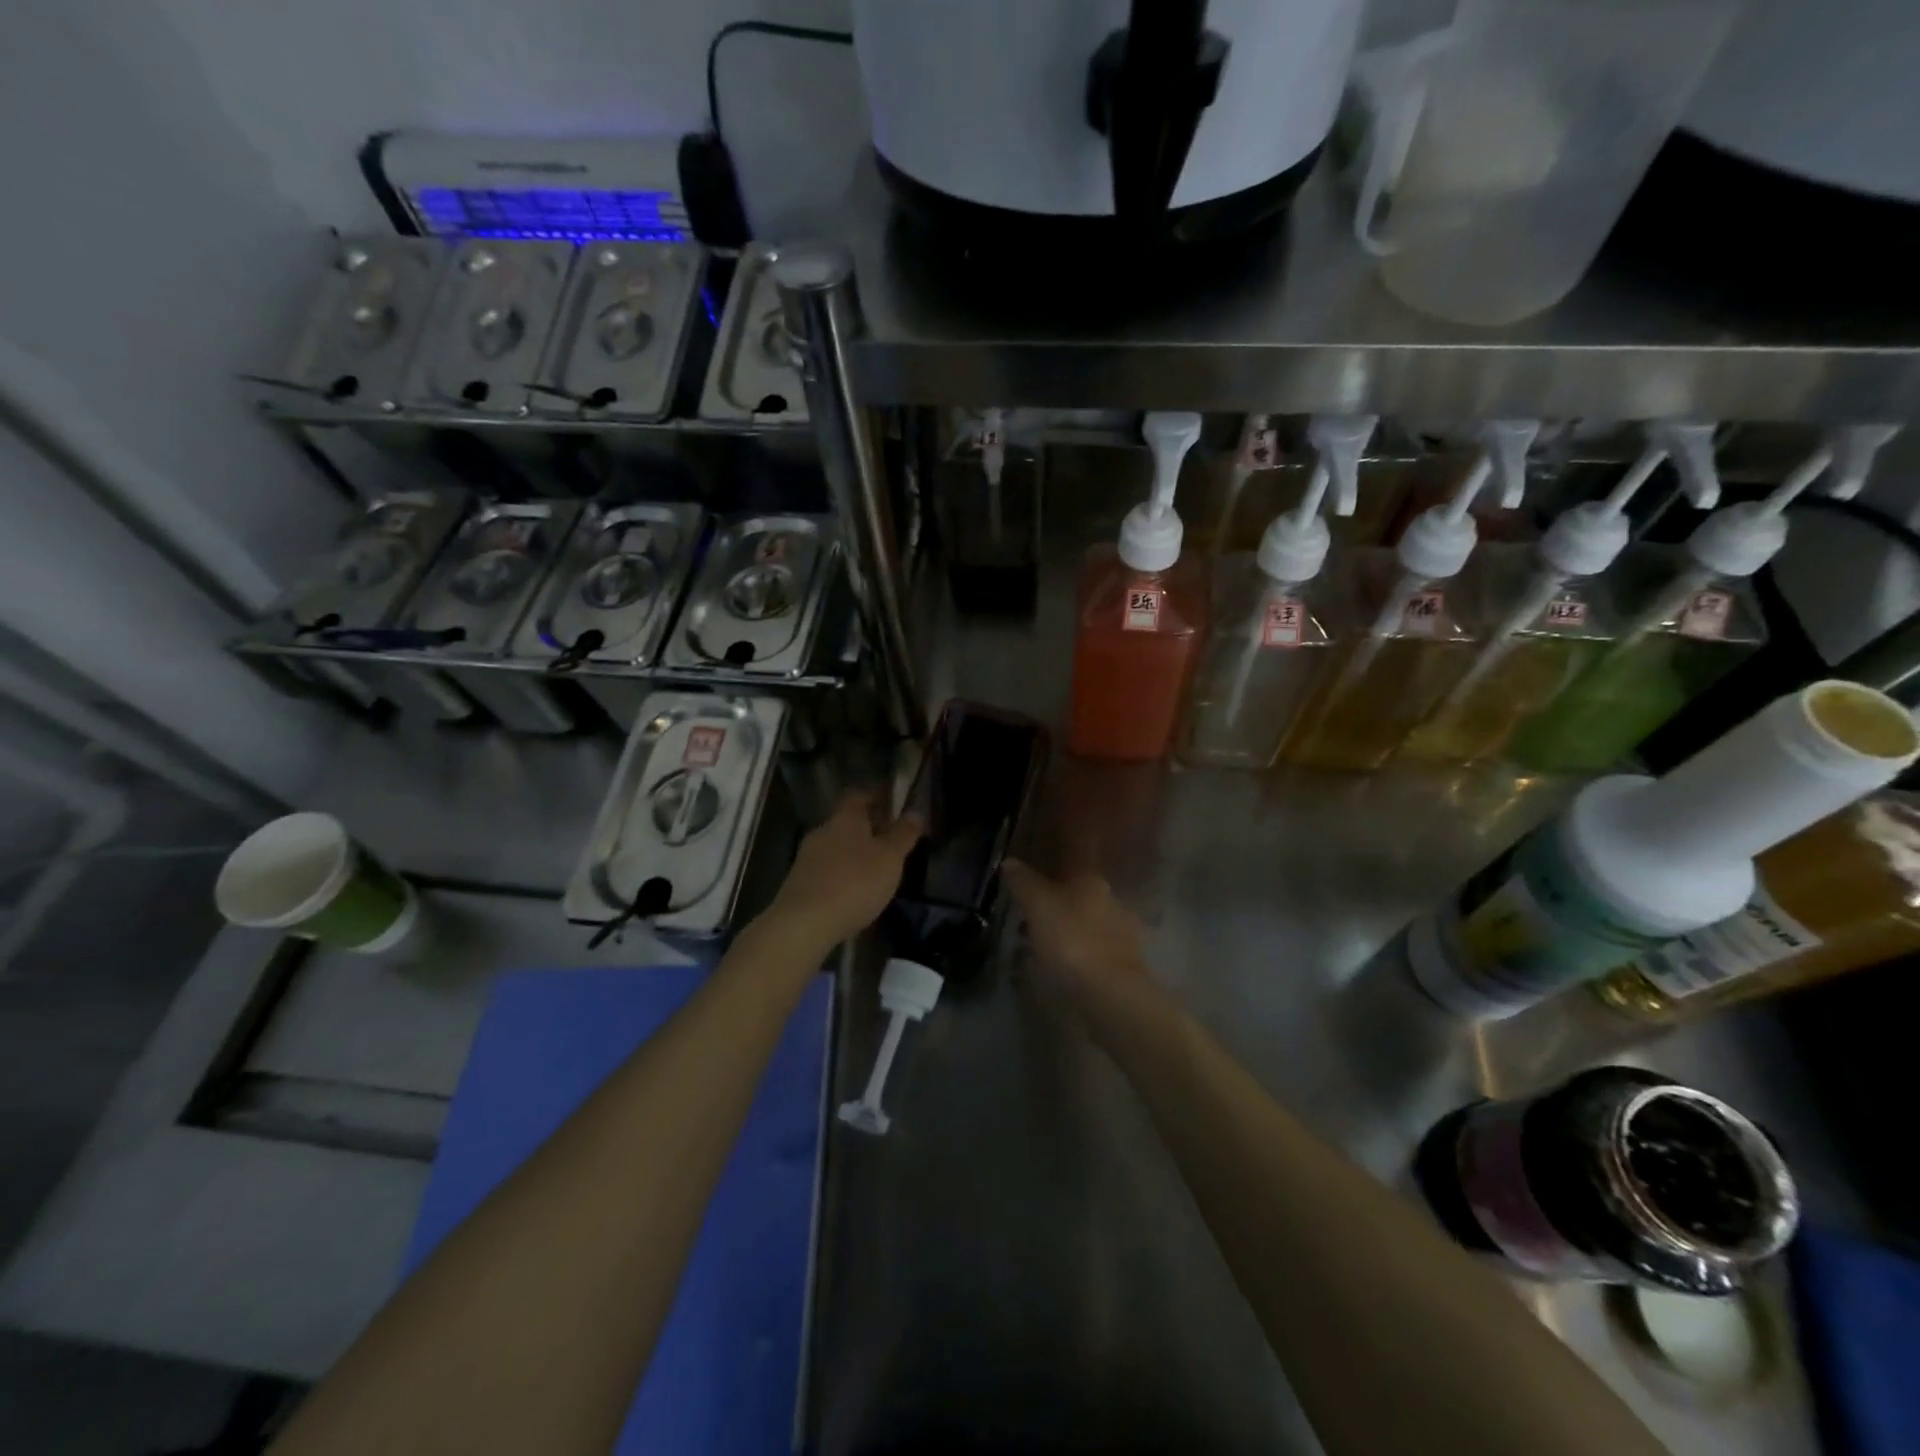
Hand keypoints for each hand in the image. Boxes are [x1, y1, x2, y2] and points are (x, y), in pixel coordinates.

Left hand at [764, 790, 922, 952]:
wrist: (804, 923)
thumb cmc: (854, 883)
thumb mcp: (889, 858)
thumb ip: (903, 834)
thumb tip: (915, 812)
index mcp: (845, 819)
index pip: (859, 795)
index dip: (876, 795)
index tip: (893, 801)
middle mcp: (823, 831)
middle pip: (847, 822)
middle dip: (868, 828)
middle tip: (890, 839)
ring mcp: (807, 858)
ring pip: (836, 847)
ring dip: (854, 853)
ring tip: (876, 869)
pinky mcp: (799, 884)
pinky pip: (827, 870)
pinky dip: (842, 874)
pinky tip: (854, 892)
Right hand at [1003, 860, 1151, 1002]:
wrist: (1111, 992)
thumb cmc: (1071, 939)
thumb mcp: (1037, 905)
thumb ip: (1023, 881)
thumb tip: (1010, 860)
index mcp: (1091, 879)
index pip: (1070, 862)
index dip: (1049, 867)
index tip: (1030, 878)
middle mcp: (1110, 899)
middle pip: (1077, 893)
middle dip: (1054, 901)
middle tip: (1027, 914)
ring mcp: (1121, 931)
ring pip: (1085, 922)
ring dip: (1064, 928)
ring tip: (1037, 944)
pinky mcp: (1124, 962)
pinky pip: (1091, 949)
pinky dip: (1075, 952)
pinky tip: (1060, 965)